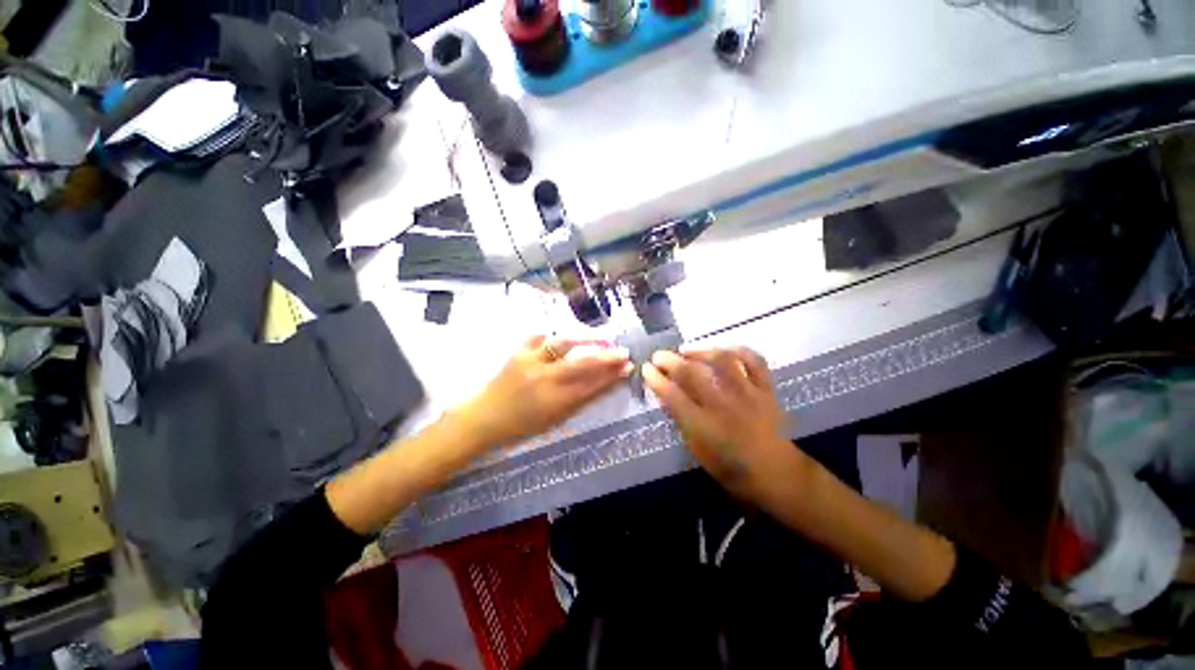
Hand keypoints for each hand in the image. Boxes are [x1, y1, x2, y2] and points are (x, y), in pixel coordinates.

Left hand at [457, 335, 632, 448]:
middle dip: (607, 356)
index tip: (628, 366)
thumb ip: (581, 400)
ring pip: (563, 344)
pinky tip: (565, 334)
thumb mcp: (555, 419)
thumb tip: (605, 383)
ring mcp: (530, 362)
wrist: (484, 418)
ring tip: (601, 337)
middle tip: (623, 352)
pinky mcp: (518, 352)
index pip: (592, 385)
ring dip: (586, 338)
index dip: (612, 375)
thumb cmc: (522, 425)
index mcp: (555, 401)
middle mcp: (544, 379)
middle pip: (583, 363)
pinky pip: (538, 336)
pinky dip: (554, 334)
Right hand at [643, 347, 805, 498]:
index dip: (655, 379)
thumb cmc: (731, 468)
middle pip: (692, 374)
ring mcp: (747, 394)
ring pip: (722, 361)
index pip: (672, 395)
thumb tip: (667, 395)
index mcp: (704, 426)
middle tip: (658, 356)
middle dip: (669, 361)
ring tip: (686, 350)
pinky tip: (723, 349)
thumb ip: (682, 421)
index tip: (646, 369)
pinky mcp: (766, 389)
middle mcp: (723, 405)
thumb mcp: (697, 450)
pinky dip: (739, 350)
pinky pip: (754, 361)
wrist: (776, 473)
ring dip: (700, 351)